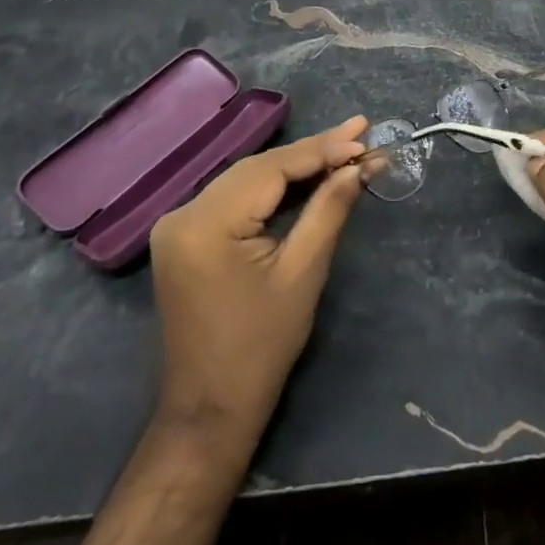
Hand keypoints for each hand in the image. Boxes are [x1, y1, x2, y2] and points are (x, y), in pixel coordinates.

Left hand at [150, 116, 369, 443]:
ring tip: (345, 146)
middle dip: (313, 151)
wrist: (209, 411)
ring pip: (248, 178)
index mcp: (205, 224)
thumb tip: (361, 165)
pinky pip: (236, 197)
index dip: (322, 148)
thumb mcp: (302, 274)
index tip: (365, 133)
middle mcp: (183, 213)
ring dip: (296, 165)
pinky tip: (307, 175)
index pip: (272, 168)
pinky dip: (273, 187)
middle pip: (259, 168)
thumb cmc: (260, 348)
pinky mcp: (186, 235)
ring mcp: (179, 223)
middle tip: (361, 133)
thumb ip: (329, 209)